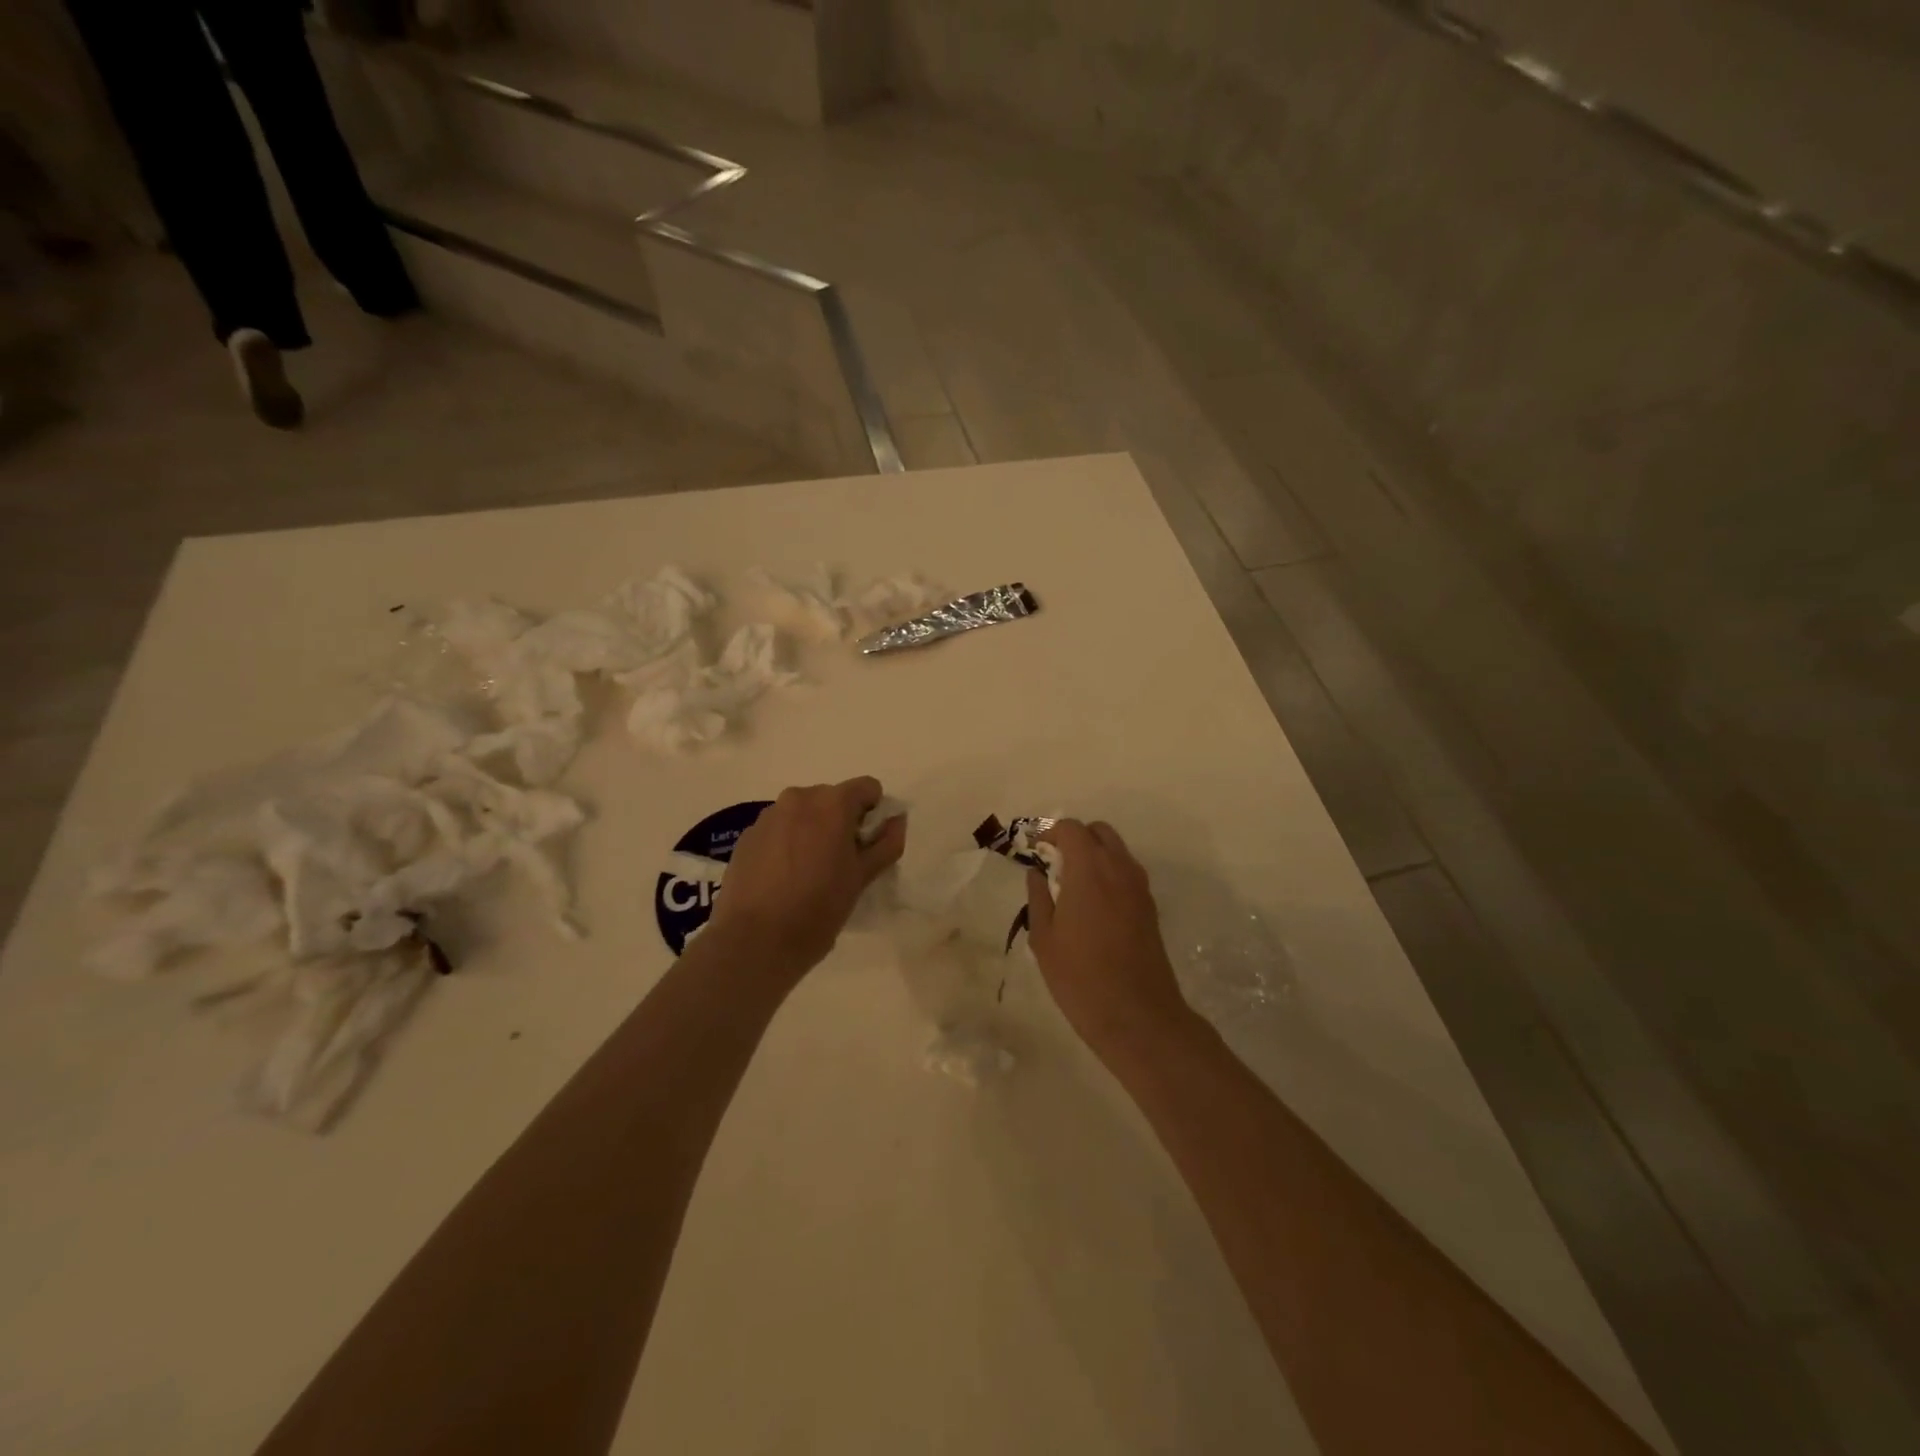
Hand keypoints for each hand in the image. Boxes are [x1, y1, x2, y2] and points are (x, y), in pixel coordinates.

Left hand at [706, 777, 905, 979]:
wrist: (755, 941)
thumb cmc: (818, 908)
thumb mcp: (862, 878)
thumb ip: (886, 844)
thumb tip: (897, 820)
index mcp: (832, 803)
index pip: (867, 788)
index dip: (873, 814)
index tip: (867, 846)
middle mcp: (799, 798)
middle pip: (833, 799)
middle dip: (841, 823)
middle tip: (840, 864)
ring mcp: (769, 815)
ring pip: (803, 814)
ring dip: (812, 832)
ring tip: (808, 874)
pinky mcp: (747, 836)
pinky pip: (778, 830)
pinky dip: (786, 844)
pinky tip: (782, 879)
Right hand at [1026, 820, 1197, 1059]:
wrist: (1137, 1015)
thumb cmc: (1080, 977)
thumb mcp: (1044, 939)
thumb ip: (1038, 897)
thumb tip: (1036, 873)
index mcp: (1090, 869)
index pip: (1071, 829)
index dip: (1050, 833)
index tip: (1035, 851)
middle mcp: (1119, 868)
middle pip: (1099, 831)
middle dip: (1076, 838)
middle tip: (1055, 864)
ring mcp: (1139, 887)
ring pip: (1116, 851)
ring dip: (1094, 856)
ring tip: (1072, 886)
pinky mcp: (1150, 907)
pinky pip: (1127, 873)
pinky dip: (1109, 874)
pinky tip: (1092, 906)